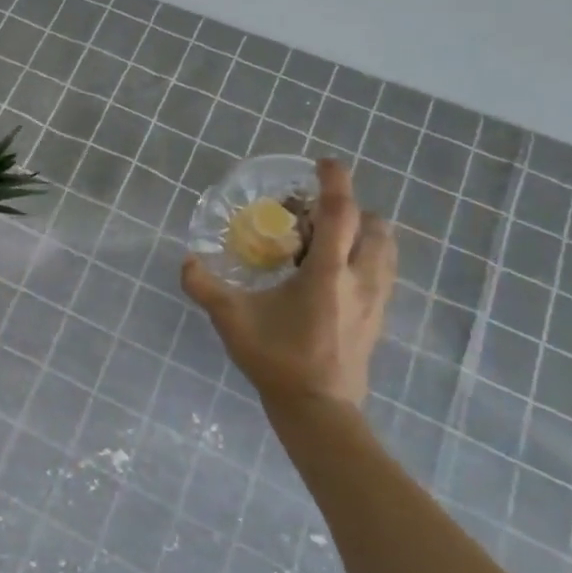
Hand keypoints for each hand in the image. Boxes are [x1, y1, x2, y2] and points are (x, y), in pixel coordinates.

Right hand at [181, 158, 395, 410]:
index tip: (323, 163)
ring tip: (328, 240)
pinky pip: (383, 271)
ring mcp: (376, 299)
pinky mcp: (379, 317)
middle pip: (374, 225)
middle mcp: (360, 279)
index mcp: (327, 273)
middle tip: (315, 214)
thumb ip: (204, 287)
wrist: (319, 409)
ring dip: (363, 232)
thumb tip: (186, 261)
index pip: (341, 213)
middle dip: (350, 208)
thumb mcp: (231, 320)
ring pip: (385, 248)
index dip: (335, 182)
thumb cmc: (277, 360)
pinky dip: (366, 257)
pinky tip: (335, 273)